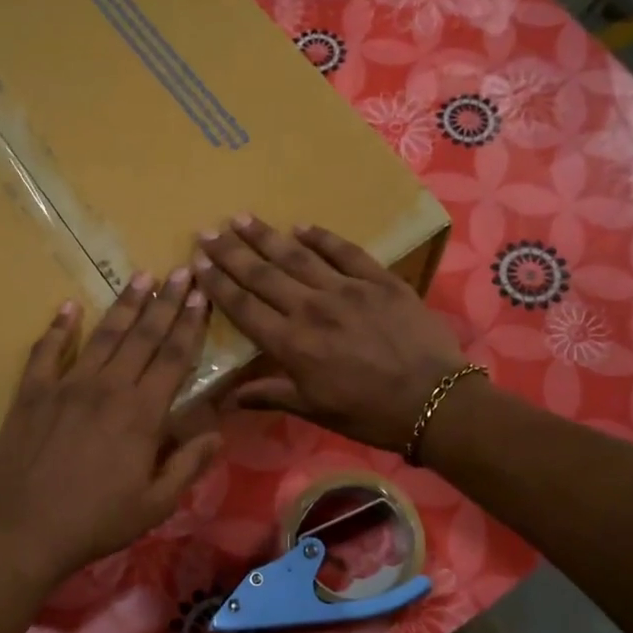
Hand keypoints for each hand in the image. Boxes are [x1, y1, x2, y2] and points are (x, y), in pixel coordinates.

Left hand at [0, 271, 220, 585]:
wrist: (23, 532)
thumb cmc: (96, 522)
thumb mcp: (156, 504)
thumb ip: (188, 464)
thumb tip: (217, 433)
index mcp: (142, 413)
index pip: (174, 357)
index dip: (191, 324)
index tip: (202, 296)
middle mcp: (108, 388)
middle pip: (143, 336)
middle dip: (166, 302)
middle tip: (182, 270)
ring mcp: (66, 386)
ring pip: (103, 335)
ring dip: (124, 305)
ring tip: (141, 277)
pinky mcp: (31, 393)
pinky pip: (47, 351)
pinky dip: (58, 328)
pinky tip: (69, 307)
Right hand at [195, 216, 466, 451]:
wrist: (434, 400)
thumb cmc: (369, 413)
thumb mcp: (315, 410)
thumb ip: (271, 395)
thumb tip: (230, 396)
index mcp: (292, 344)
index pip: (244, 307)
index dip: (218, 284)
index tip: (197, 263)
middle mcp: (312, 309)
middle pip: (263, 275)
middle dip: (232, 252)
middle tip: (208, 231)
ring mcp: (347, 289)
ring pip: (297, 256)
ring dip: (267, 237)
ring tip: (242, 218)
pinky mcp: (379, 280)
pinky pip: (345, 251)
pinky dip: (322, 237)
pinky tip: (302, 226)